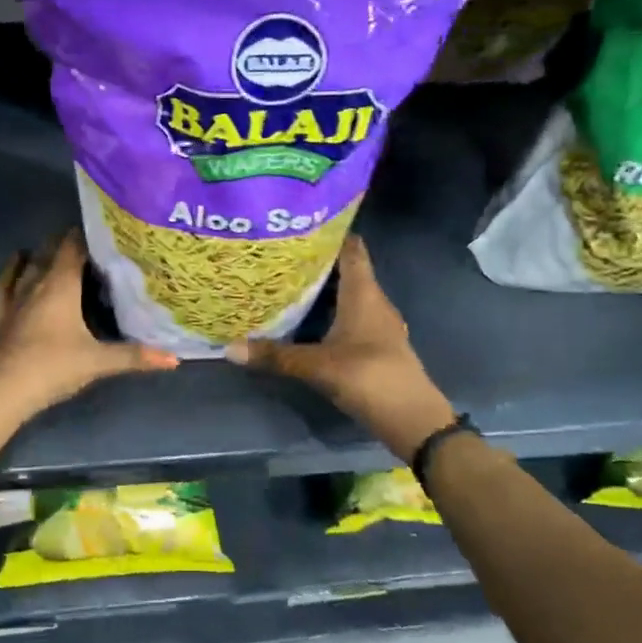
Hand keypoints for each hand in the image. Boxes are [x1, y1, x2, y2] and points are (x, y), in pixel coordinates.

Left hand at [0, 230, 177, 417]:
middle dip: (65, 243)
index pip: (73, 248)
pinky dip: (9, 273)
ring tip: (53, 248)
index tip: (102, 231)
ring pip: (26, 267)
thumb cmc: (55, 367)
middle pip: (50, 253)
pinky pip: (2, 287)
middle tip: (86, 242)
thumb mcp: (99, 362)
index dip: (86, 236)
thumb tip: (174, 358)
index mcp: (61, 286)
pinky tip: (14, 266)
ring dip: (39, 255)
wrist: (6, 390)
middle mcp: (36, 284)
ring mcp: (13, 299)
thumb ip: (135, 356)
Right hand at [224, 235, 455, 461]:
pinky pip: (351, 316)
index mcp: (364, 294)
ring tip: (287, 282)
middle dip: (317, 261)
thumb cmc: (369, 378)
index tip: (299, 224)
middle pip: (347, 270)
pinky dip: (330, 312)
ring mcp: (378, 324)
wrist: (412, 419)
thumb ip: (275, 356)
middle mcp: (374, 301)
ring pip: (349, 295)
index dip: (330, 233)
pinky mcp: (377, 344)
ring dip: (323, 288)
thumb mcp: (317, 366)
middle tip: (280, 254)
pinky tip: (307, 320)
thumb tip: (229, 348)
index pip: (351, 248)